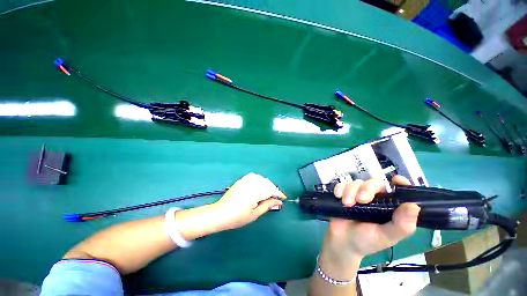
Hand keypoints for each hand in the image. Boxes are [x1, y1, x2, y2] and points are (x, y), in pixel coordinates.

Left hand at [212, 173, 285, 230]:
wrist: (220, 214)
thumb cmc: (237, 217)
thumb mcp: (254, 214)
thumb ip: (267, 206)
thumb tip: (278, 202)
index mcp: (254, 193)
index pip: (270, 190)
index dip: (279, 193)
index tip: (284, 198)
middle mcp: (250, 184)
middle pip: (266, 183)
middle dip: (274, 188)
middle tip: (277, 197)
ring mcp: (245, 181)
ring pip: (261, 178)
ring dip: (267, 183)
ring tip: (269, 191)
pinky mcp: (241, 181)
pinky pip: (253, 176)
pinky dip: (259, 179)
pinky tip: (259, 184)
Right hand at [325, 176, 419, 263]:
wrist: (342, 242)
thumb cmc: (367, 241)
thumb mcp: (386, 236)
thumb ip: (401, 225)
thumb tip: (415, 206)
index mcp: (389, 207)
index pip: (397, 190)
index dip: (400, 183)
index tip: (397, 181)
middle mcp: (374, 198)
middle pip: (374, 183)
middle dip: (366, 188)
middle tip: (360, 200)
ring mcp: (357, 195)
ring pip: (356, 182)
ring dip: (350, 191)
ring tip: (346, 204)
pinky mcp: (343, 194)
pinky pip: (342, 184)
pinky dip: (340, 188)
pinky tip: (338, 196)